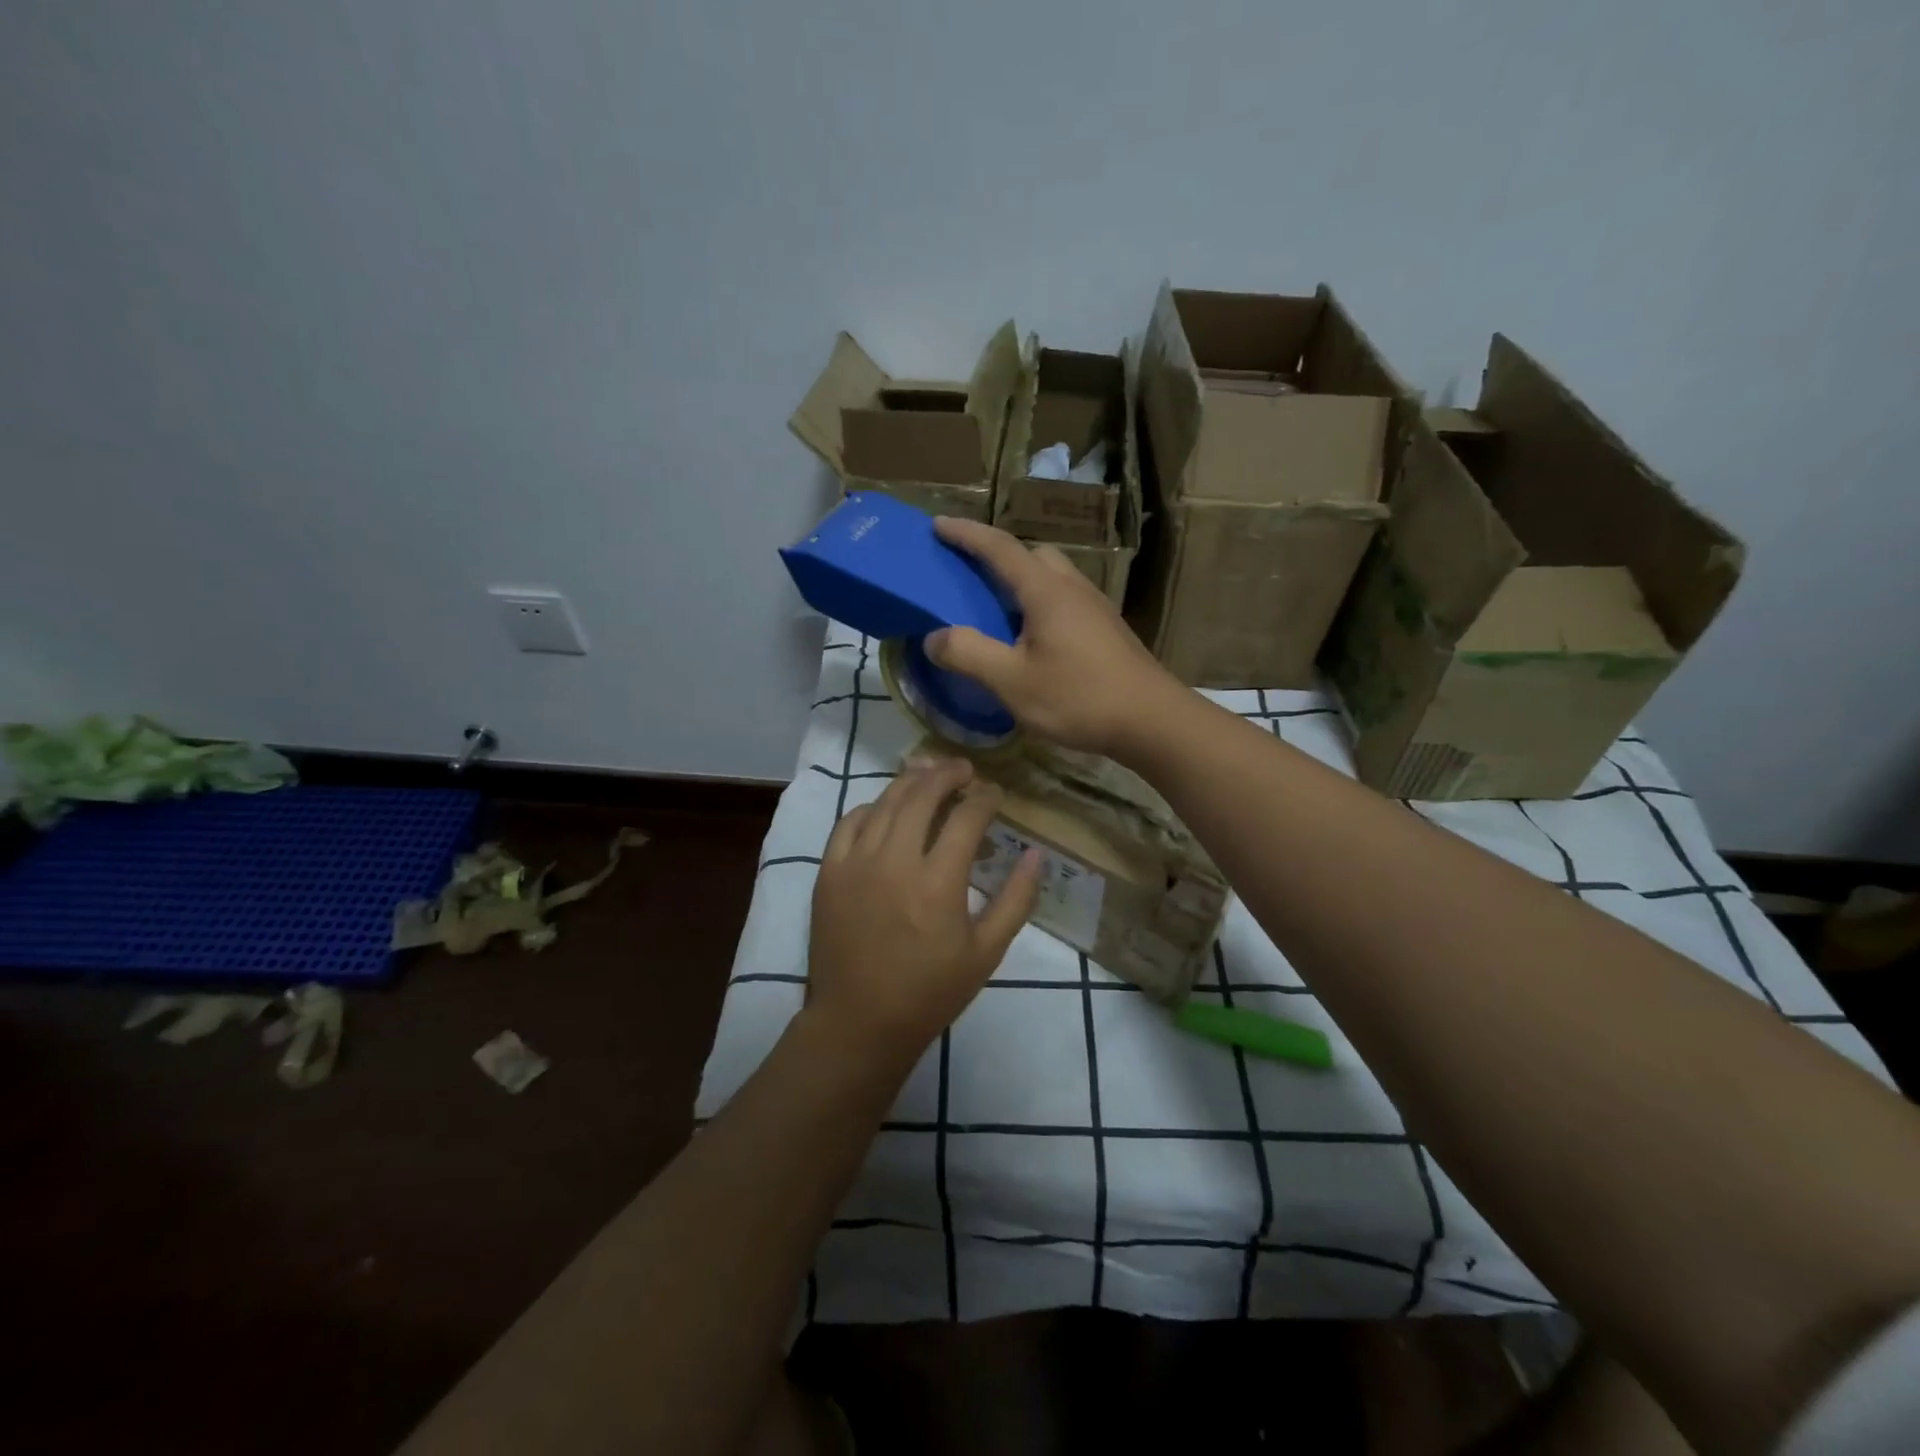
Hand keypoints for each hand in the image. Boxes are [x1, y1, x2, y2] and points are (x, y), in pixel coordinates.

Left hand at [806, 757, 1041, 1070]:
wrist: (859, 1022)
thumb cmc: (930, 991)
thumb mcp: (986, 952)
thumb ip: (1016, 899)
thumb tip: (1036, 853)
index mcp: (938, 882)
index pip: (966, 818)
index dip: (985, 798)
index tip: (995, 793)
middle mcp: (894, 861)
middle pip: (922, 795)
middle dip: (947, 774)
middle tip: (964, 769)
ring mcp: (855, 863)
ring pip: (885, 802)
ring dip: (911, 782)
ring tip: (929, 772)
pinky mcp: (829, 872)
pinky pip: (848, 823)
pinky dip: (871, 807)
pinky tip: (885, 807)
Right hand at [927, 518, 1183, 757]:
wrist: (1152, 720)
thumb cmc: (1078, 697)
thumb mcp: (1012, 681)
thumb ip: (968, 654)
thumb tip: (934, 637)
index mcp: (1045, 590)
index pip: (999, 548)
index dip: (965, 534)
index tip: (938, 524)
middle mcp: (1072, 587)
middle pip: (1032, 555)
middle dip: (997, 556)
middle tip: (969, 575)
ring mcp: (1095, 607)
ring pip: (1052, 577)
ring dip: (1021, 582)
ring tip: (996, 611)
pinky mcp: (1107, 629)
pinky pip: (1064, 600)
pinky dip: (1039, 604)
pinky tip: (1032, 639)